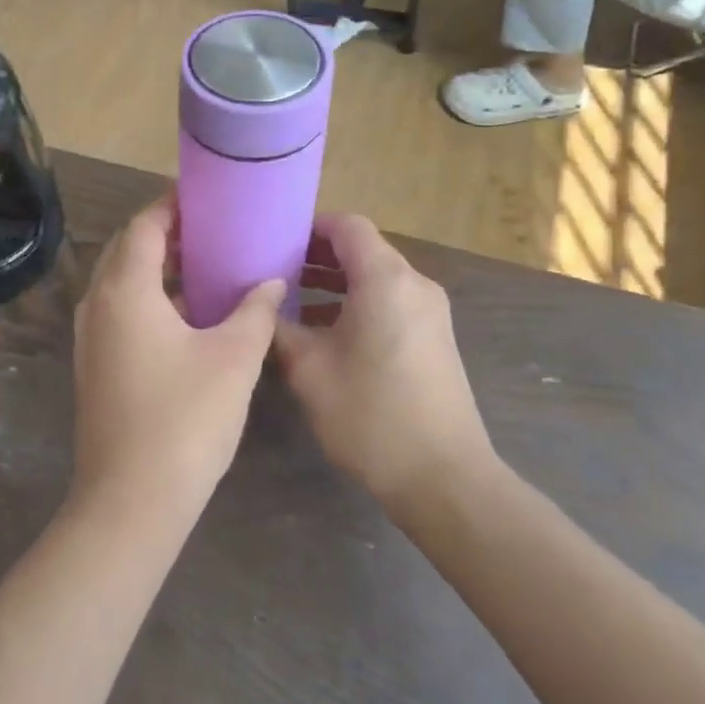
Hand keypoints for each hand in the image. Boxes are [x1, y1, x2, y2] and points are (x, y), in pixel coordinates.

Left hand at [72, 194, 284, 512]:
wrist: (131, 501)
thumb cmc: (186, 420)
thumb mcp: (234, 358)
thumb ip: (255, 310)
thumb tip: (271, 280)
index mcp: (125, 290)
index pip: (144, 226)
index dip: (172, 206)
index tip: (207, 199)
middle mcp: (97, 304)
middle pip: (127, 249)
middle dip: (165, 233)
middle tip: (212, 231)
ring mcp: (89, 338)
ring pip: (120, 282)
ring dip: (156, 267)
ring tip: (203, 267)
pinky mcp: (93, 366)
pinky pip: (118, 311)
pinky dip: (147, 299)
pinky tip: (185, 317)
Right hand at [274, 215, 494, 506]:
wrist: (443, 476)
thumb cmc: (370, 415)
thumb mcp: (309, 370)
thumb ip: (279, 328)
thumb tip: (261, 306)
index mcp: (385, 280)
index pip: (348, 226)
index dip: (309, 227)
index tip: (273, 241)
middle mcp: (413, 285)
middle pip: (363, 249)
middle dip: (317, 256)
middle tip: (273, 272)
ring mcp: (429, 312)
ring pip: (376, 277)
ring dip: (335, 282)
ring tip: (291, 302)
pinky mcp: (433, 337)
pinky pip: (389, 301)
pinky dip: (356, 303)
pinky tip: (323, 333)